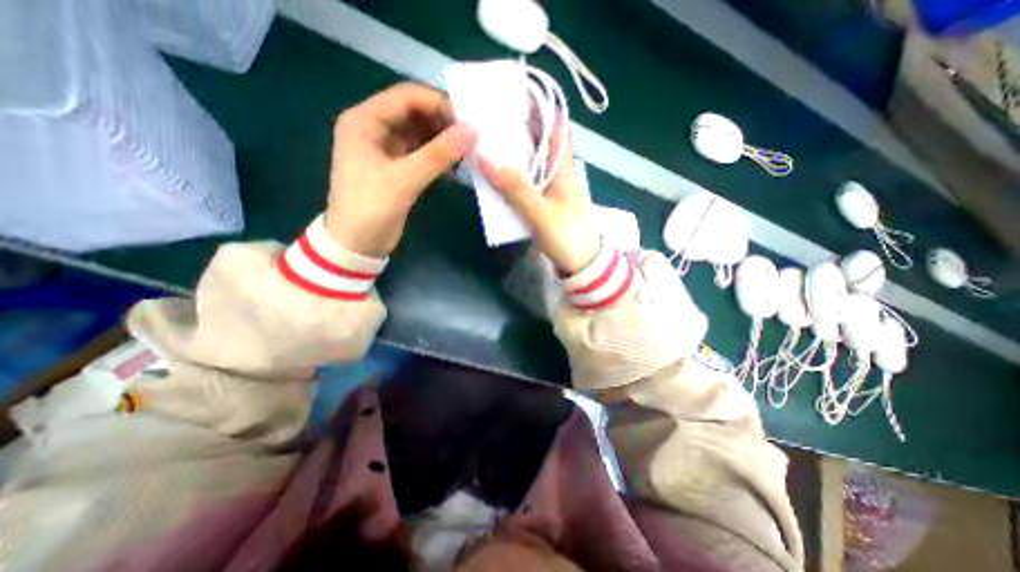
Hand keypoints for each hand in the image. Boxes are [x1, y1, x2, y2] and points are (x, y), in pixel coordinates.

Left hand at [325, 80, 476, 255]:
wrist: (356, 245)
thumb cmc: (371, 209)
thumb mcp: (403, 180)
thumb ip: (438, 155)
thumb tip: (472, 131)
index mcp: (365, 121)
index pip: (407, 97)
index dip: (438, 103)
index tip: (468, 120)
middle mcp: (375, 129)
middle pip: (415, 114)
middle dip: (444, 123)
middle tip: (472, 137)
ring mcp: (387, 150)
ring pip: (421, 135)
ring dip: (444, 141)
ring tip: (469, 152)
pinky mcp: (398, 169)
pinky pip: (422, 154)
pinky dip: (439, 158)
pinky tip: (456, 166)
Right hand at [476, 121, 599, 274]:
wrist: (580, 264)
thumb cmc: (567, 237)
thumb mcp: (541, 213)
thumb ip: (515, 188)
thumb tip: (485, 157)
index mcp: (563, 168)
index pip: (556, 127)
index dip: (540, 107)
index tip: (514, 94)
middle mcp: (558, 173)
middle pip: (540, 142)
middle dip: (519, 127)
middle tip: (490, 117)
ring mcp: (551, 189)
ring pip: (532, 162)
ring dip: (513, 152)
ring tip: (487, 141)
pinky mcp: (544, 203)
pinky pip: (526, 182)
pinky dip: (512, 175)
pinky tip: (497, 174)